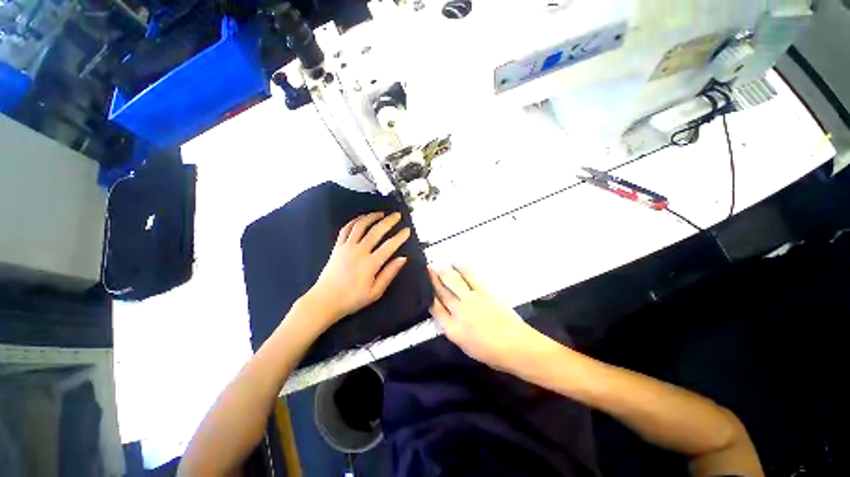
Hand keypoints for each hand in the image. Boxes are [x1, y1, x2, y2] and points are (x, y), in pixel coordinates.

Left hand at [308, 212, 410, 323]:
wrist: (324, 300)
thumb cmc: (352, 299)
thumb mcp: (375, 292)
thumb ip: (389, 273)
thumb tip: (403, 258)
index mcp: (370, 264)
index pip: (390, 245)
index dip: (400, 236)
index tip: (407, 230)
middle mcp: (359, 251)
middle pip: (376, 231)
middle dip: (389, 221)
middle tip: (397, 215)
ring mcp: (346, 247)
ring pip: (360, 226)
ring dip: (372, 217)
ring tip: (381, 213)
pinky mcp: (337, 247)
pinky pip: (345, 229)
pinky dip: (354, 221)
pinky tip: (361, 218)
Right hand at [429, 265, 551, 373]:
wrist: (517, 346)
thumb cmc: (491, 353)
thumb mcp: (465, 347)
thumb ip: (452, 329)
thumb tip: (445, 314)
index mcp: (452, 329)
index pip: (435, 308)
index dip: (428, 296)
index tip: (424, 286)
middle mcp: (458, 312)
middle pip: (442, 292)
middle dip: (432, 280)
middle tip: (427, 269)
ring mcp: (471, 300)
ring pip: (453, 282)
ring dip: (443, 272)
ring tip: (437, 265)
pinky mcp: (484, 292)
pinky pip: (470, 277)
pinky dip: (461, 269)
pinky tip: (456, 263)